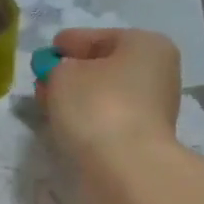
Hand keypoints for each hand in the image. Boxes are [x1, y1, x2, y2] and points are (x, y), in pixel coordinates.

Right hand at [36, 27, 181, 164]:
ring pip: (107, 94)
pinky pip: (110, 118)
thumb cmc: (96, 106)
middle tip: (45, 80)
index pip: (98, 37)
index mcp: (146, 44)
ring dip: (81, 98)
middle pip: (105, 66)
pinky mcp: (145, 138)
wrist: (125, 166)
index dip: (69, 42)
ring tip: (52, 104)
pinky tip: (70, 124)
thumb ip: (56, 68)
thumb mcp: (62, 75)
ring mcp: (155, 107)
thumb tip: (60, 75)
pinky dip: (90, 118)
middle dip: (74, 72)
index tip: (48, 51)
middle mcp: (158, 72)